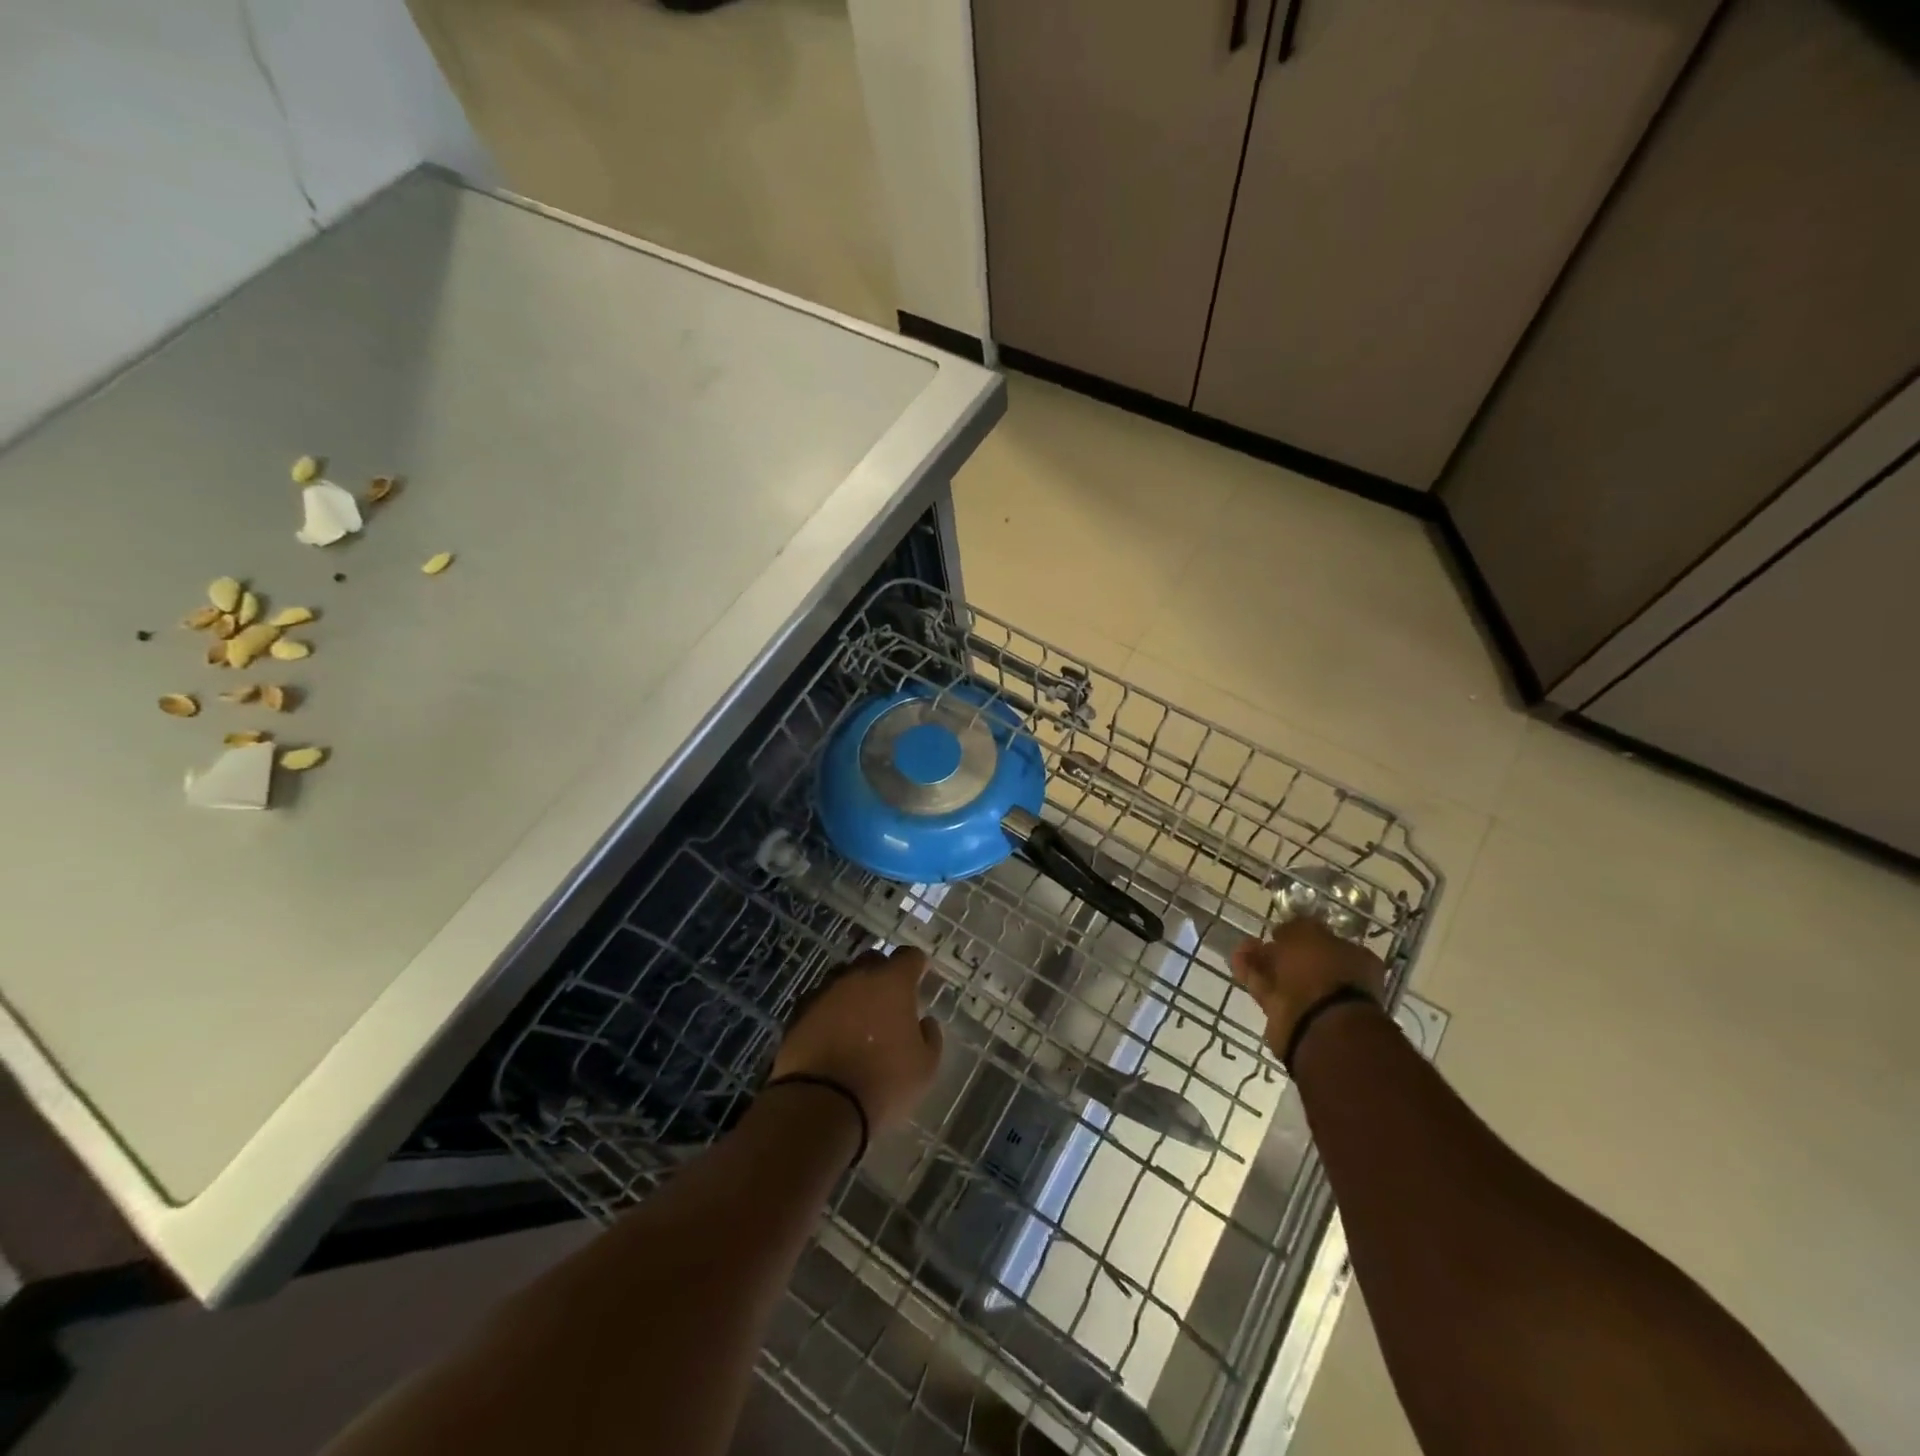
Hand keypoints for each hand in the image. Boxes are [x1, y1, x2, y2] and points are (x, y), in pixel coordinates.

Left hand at [771, 947, 944, 1132]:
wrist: (820, 1104)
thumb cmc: (883, 1083)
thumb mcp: (925, 1068)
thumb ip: (930, 1037)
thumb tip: (925, 1022)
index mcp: (892, 983)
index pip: (909, 956)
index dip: (917, 965)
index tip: (921, 976)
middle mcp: (857, 977)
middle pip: (873, 960)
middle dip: (883, 973)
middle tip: (889, 999)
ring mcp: (824, 992)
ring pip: (842, 978)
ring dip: (853, 991)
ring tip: (858, 1017)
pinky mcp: (798, 1013)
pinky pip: (819, 1001)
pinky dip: (828, 1011)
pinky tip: (832, 1032)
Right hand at [1231, 919, 1386, 1058]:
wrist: (1316, 1024)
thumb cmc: (1321, 970)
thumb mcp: (1307, 933)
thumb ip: (1294, 928)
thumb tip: (1283, 932)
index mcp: (1354, 960)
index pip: (1327, 942)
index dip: (1303, 934)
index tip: (1282, 929)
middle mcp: (1336, 981)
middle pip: (1302, 961)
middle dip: (1278, 949)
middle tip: (1260, 938)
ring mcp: (1311, 1001)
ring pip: (1282, 976)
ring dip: (1261, 961)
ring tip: (1241, 946)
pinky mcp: (1286, 1016)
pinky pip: (1266, 989)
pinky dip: (1251, 975)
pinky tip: (1237, 961)